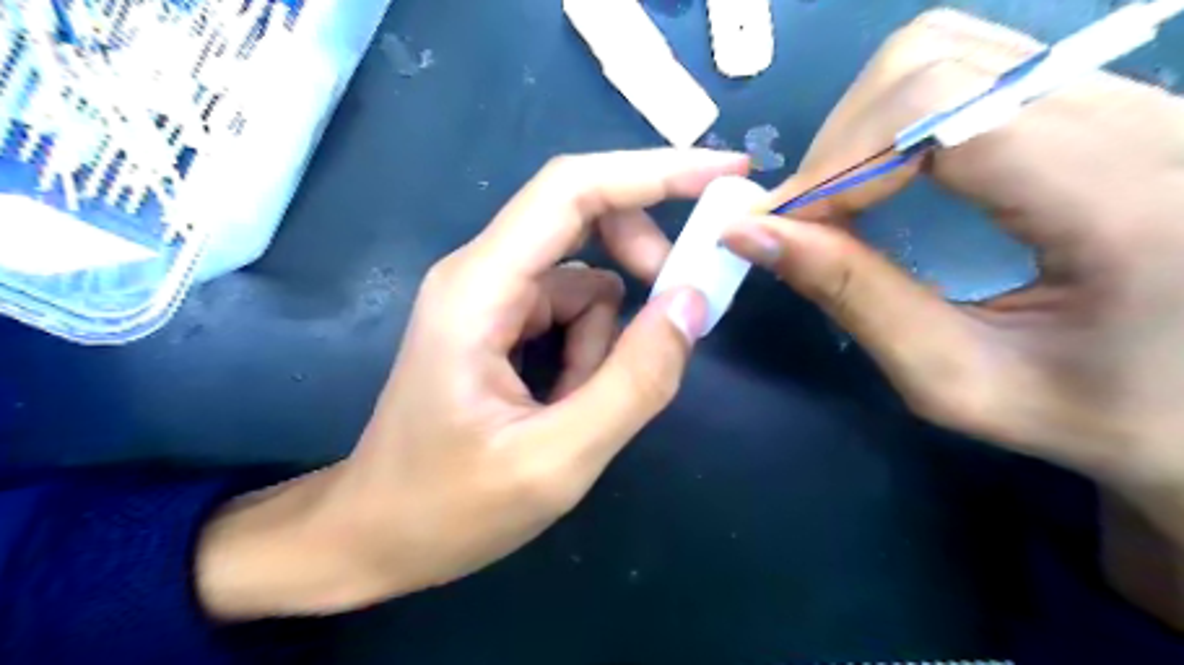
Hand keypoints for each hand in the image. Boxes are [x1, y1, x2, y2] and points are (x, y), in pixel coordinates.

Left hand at [197, 148, 741, 616]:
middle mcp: (481, 273)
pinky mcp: (499, 324)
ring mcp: (489, 298)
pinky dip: (587, 352)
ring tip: (579, 405)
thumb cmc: (447, 508)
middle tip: (676, 312)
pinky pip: (569, 313)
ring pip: (585, 280)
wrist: (373, 536)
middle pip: (582, 218)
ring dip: (606, 338)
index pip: (574, 188)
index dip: (655, 171)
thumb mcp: (556, 460)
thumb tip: (692, 302)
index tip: (728, 174)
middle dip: (640, 259)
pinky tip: (563, 402)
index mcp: (480, 287)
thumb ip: (634, 382)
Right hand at [726, 8, 1183, 623]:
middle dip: (840, 143)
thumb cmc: (1099, 414)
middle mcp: (1139, 117)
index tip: (782, 228)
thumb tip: (753, 235)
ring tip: (835, 202)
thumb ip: (854, 299)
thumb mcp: (959, 380)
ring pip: (947, 53)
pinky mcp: (1102, 103)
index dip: (837, 163)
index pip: (939, 114)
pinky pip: (967, 75)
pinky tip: (879, 179)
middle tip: (803, 220)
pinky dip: (893, 122)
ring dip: (861, 127)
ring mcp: (1126, 96)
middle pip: (933, 63)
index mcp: (1121, 197)